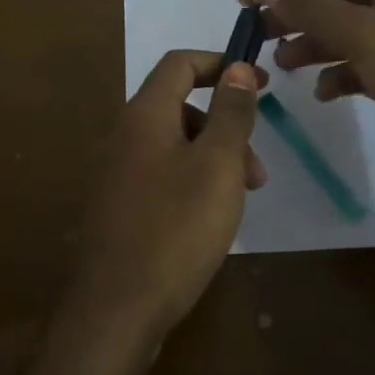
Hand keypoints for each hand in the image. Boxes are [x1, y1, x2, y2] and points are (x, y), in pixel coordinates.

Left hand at [62, 50, 266, 348]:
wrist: (115, 310)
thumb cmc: (175, 229)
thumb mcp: (217, 165)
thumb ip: (230, 113)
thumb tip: (235, 67)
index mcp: (144, 115)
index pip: (180, 64)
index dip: (221, 64)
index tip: (259, 83)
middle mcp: (123, 136)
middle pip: (180, 107)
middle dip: (224, 126)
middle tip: (256, 168)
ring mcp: (115, 174)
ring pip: (174, 146)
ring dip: (213, 159)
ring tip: (241, 200)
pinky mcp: (117, 207)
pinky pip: (161, 175)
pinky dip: (192, 181)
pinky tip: (209, 219)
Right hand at [238, 0, 374, 203]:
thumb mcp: (372, 39)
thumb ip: (316, 9)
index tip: (243, 1)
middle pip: (338, 0)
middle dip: (296, 15)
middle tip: (256, 37)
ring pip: (350, 35)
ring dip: (314, 46)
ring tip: (281, 67)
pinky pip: (366, 67)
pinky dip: (341, 76)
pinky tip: (323, 94)